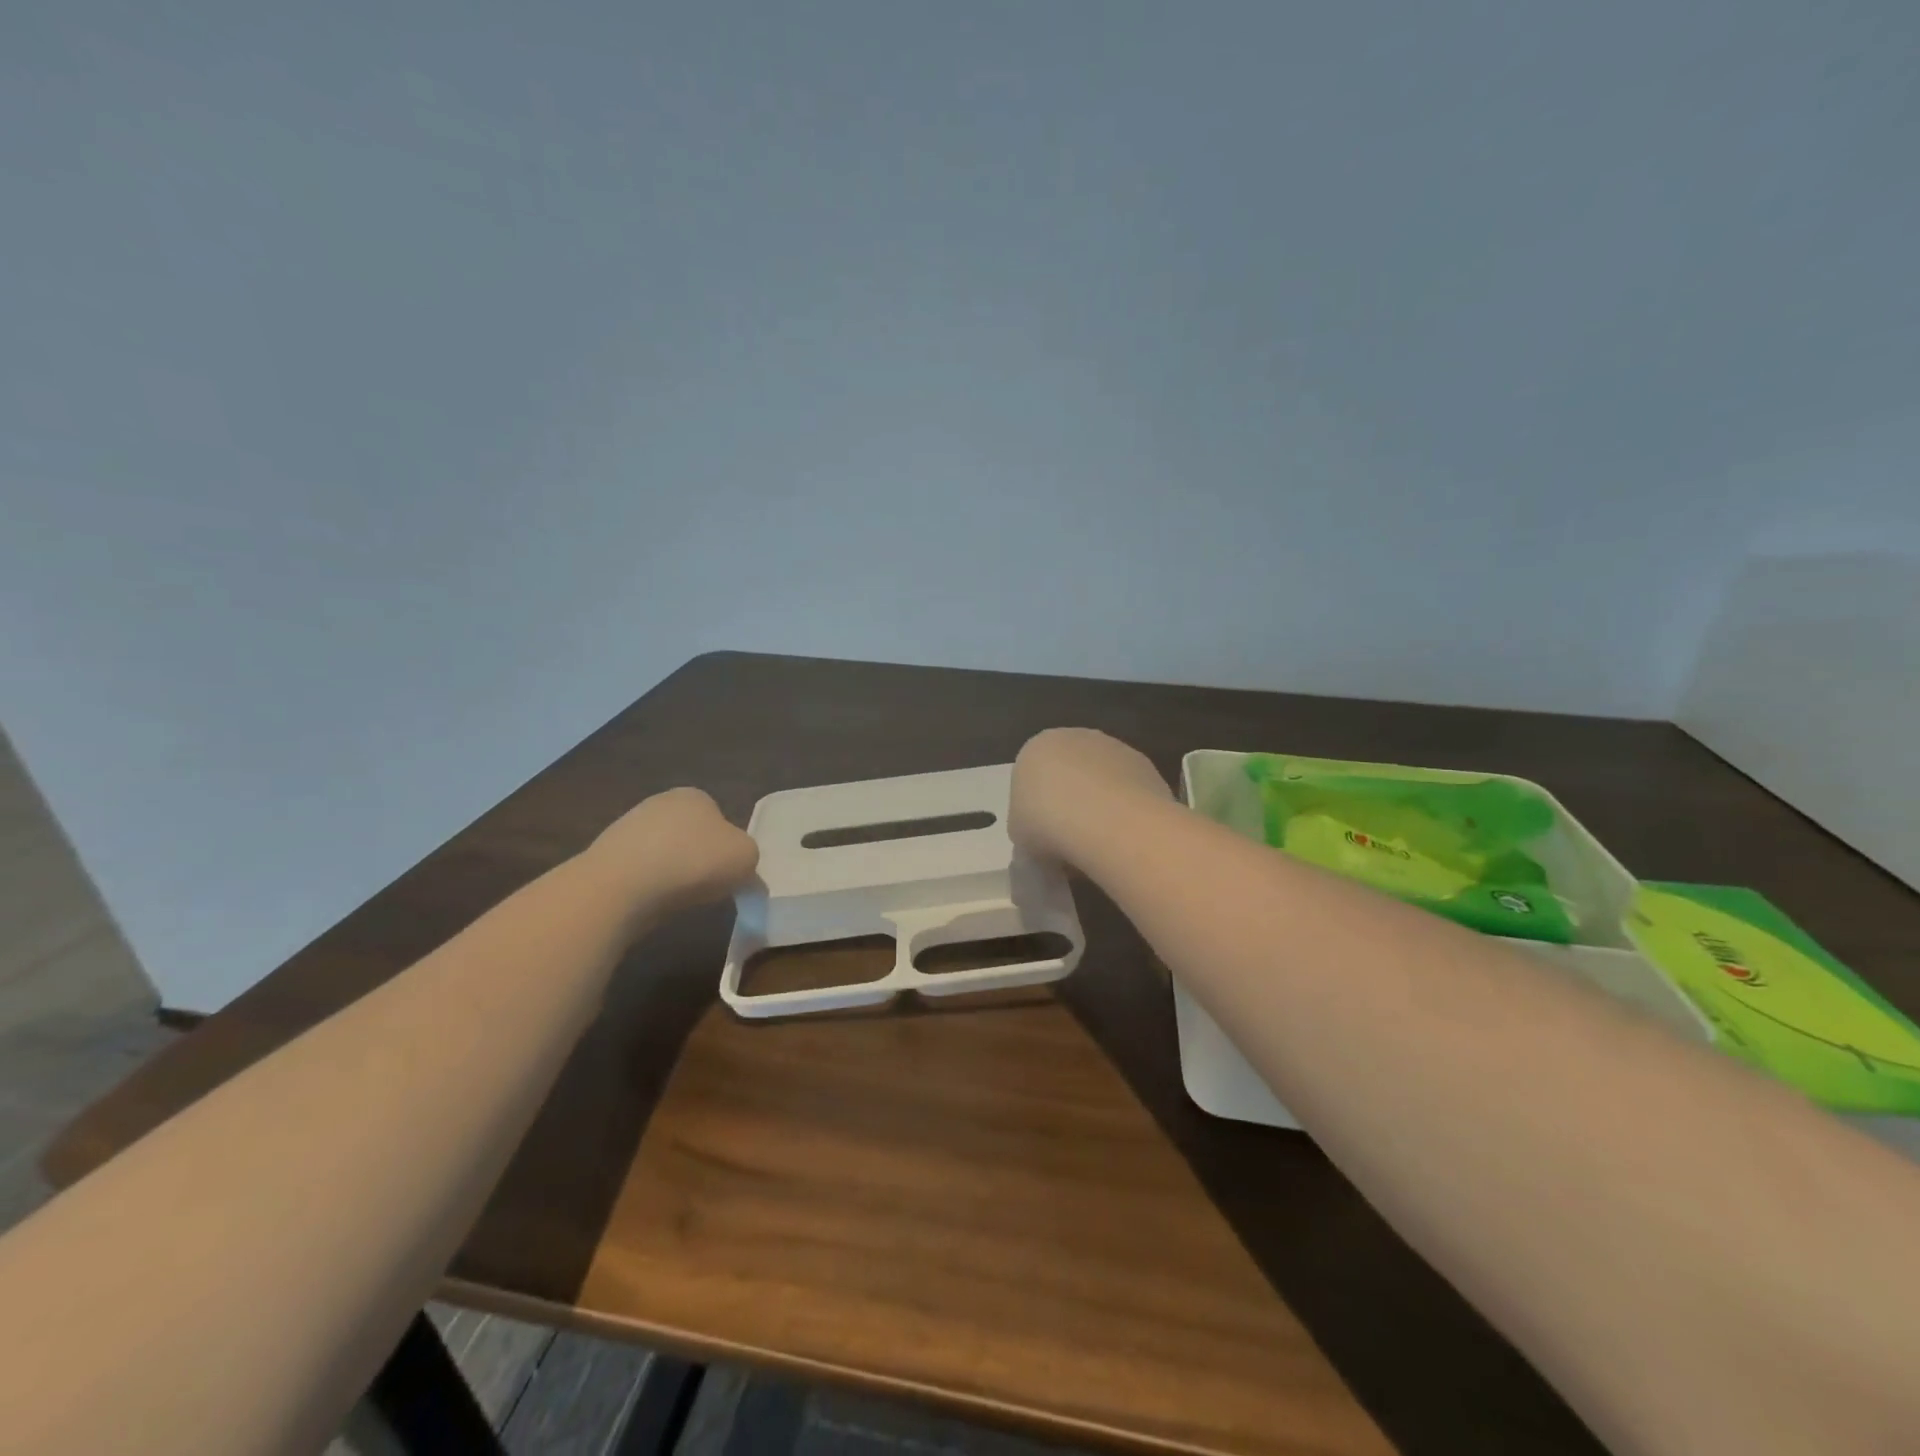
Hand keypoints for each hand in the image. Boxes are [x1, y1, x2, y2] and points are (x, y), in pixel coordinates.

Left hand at [587, 787, 759, 912]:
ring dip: (671, 873)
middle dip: (697, 857)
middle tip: (706, 887)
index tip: (727, 872)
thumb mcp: (746, 858)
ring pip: (662, 853)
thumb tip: (741, 870)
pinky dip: (646, 886)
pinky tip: (649, 902)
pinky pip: (637, 872)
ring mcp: (627, 827)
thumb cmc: (693, 862)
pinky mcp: (604, 856)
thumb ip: (749, 858)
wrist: (621, 886)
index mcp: (696, 795)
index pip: (719, 817)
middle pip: (689, 834)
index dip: (727, 846)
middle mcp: (660, 802)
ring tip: (676, 899)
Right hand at [1009, 728, 1172, 863]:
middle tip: (1070, 840)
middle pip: (1070, 772)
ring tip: (1100, 844)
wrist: (1106, 822)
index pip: (1032, 776)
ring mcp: (1114, 747)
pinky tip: (1124, 836)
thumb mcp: (1019, 835)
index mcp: (1035, 748)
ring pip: (1102, 780)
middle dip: (1070, 801)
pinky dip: (1126, 810)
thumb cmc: (1047, 826)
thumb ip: (1027, 827)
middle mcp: (1075, 737)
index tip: (1042, 837)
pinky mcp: (1145, 764)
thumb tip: (1042, 837)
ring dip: (1101, 805)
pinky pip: (1128, 790)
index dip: (1037, 809)